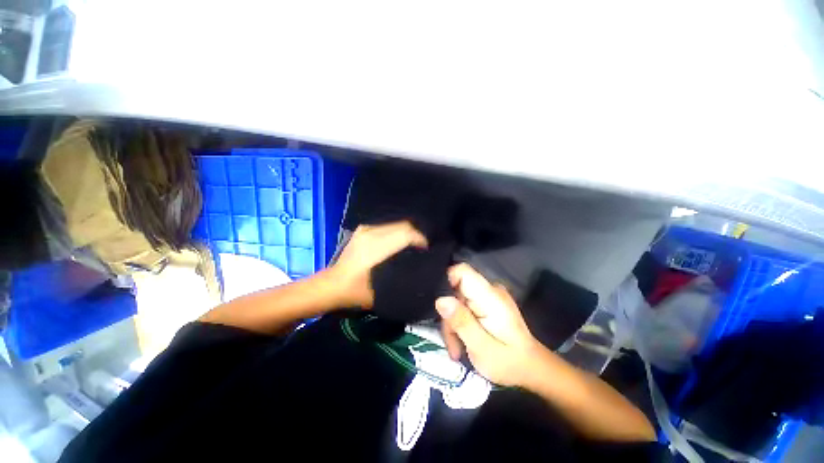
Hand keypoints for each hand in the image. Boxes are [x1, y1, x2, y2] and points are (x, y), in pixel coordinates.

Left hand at [329, 221, 427, 308]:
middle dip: (417, 234)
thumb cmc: (357, 291)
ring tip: (414, 244)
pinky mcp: (363, 228)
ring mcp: (366, 228)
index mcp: (375, 248)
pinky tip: (400, 241)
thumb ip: (402, 278)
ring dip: (408, 232)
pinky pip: (387, 225)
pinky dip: (397, 231)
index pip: (406, 234)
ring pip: (396, 223)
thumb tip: (422, 268)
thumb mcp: (382, 291)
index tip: (428, 250)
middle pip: (403, 225)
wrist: (333, 284)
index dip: (421, 240)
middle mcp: (371, 233)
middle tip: (423, 248)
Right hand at [436, 263, 539, 385]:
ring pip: (458, 300)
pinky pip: (465, 306)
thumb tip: (440, 300)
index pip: (462, 271)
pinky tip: (462, 342)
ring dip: (453, 323)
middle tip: (451, 341)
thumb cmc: (509, 363)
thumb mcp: (482, 348)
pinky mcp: (486, 304)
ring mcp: (488, 297)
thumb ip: (461, 322)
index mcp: (490, 297)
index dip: (447, 283)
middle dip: (449, 314)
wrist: (531, 369)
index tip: (442, 308)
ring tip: (456, 348)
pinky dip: (460, 323)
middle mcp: (489, 291)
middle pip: (456, 289)